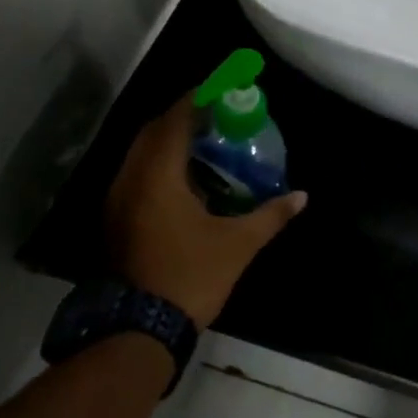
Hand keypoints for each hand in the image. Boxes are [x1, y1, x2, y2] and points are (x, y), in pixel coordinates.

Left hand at [105, 95, 307, 328]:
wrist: (137, 330)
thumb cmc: (189, 277)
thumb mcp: (237, 244)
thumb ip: (270, 215)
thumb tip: (302, 196)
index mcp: (158, 175)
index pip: (176, 120)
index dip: (198, 98)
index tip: (222, 87)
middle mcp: (131, 178)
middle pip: (154, 130)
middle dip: (184, 115)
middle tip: (217, 113)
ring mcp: (117, 199)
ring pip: (141, 152)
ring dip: (169, 139)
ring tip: (204, 140)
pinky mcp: (115, 218)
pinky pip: (136, 172)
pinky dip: (159, 162)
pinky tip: (184, 177)